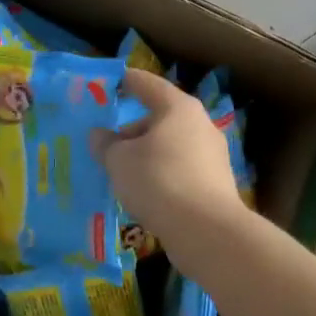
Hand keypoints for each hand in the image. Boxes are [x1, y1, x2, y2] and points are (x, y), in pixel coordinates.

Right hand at [93, 68, 250, 270]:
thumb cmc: (159, 182)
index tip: (105, 85)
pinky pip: (180, 169)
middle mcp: (199, 123)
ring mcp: (212, 154)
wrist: (208, 233)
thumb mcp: (119, 161)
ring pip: (170, 145)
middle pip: (159, 117)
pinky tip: (145, 194)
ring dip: (146, 155)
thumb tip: (99, 135)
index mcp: (177, 107)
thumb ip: (105, 144)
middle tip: (106, 145)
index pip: (145, 83)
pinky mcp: (216, 183)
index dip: (123, 82)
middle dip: (131, 130)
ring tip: (122, 174)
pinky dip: (161, 175)